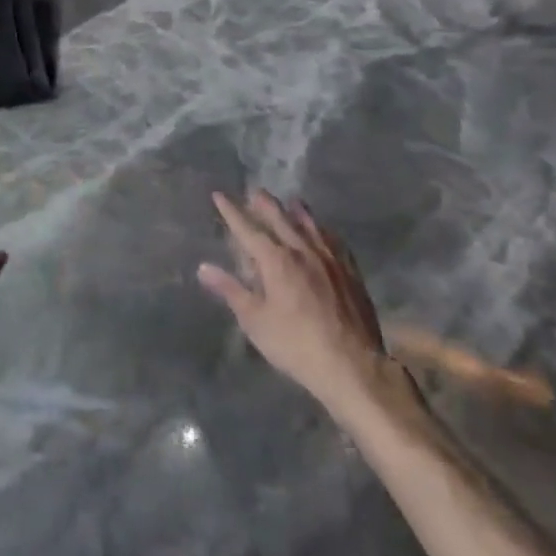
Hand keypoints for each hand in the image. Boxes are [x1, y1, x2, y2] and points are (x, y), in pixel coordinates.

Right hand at [198, 190, 422, 421]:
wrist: (351, 365)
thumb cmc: (296, 344)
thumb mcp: (255, 321)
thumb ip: (231, 291)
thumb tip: (204, 268)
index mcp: (275, 260)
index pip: (247, 229)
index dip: (231, 211)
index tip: (219, 195)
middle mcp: (302, 250)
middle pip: (280, 218)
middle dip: (264, 203)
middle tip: (255, 191)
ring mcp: (329, 258)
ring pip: (310, 224)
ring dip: (296, 210)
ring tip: (290, 200)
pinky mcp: (350, 271)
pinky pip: (334, 240)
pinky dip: (323, 230)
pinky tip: (324, 231)